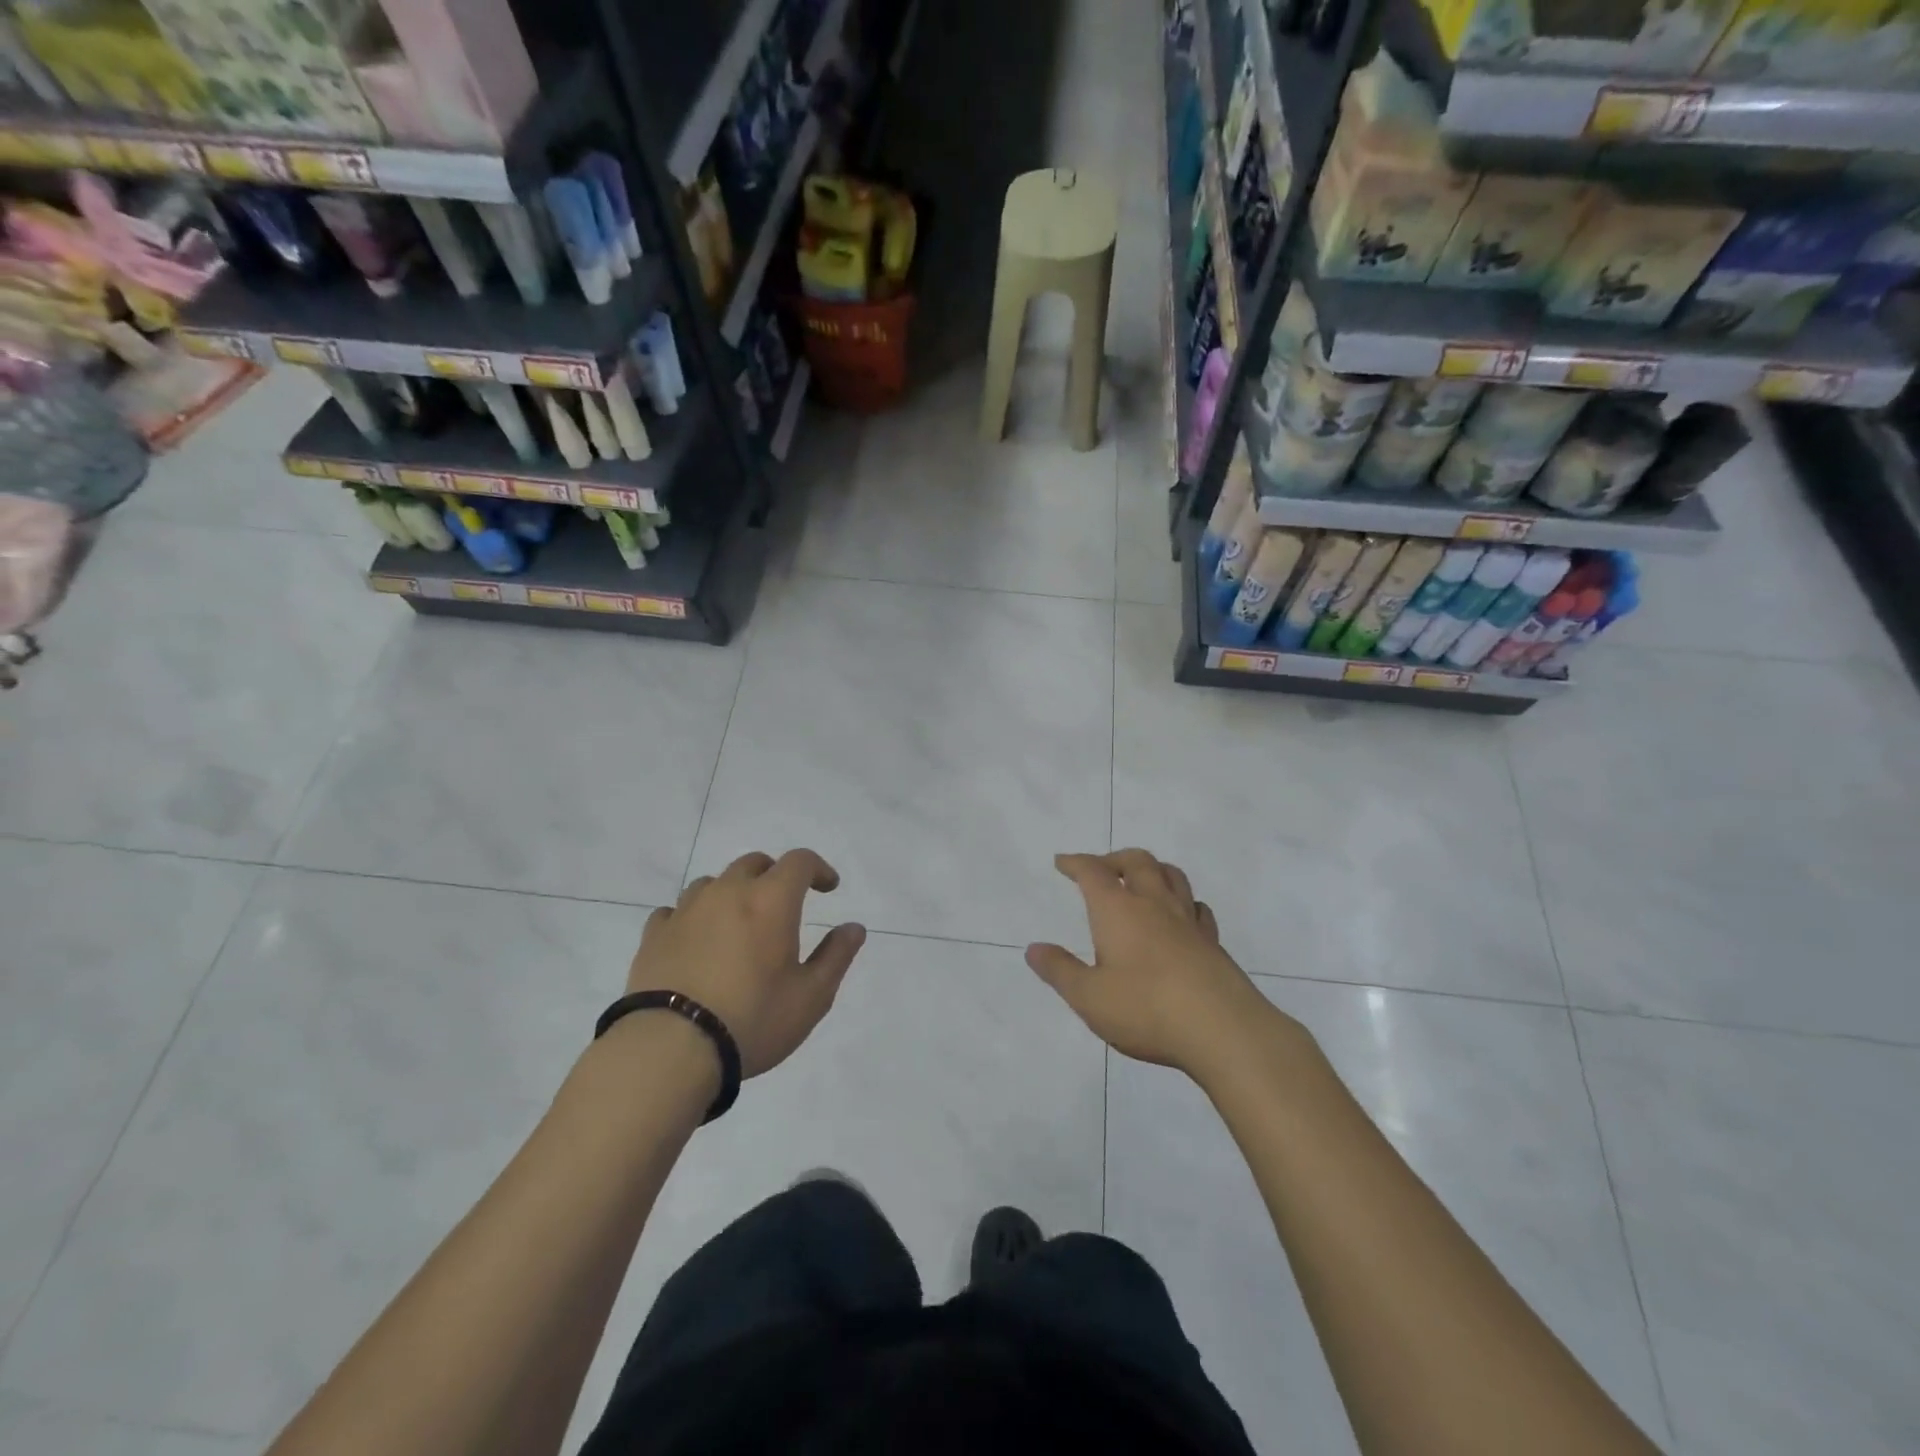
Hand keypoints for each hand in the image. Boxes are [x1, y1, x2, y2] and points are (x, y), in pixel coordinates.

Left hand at [628, 850, 866, 1077]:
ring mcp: (686, 911)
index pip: (799, 862)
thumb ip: (836, 956)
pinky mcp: (654, 935)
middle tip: (785, 904)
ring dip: (733, 892)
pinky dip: (694, 916)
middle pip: (754, 863)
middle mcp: (728, 893)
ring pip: (714, 883)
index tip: (828, 888)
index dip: (818, 868)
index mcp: (771, 901)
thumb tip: (854, 928)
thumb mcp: (811, 996)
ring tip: (738, 923)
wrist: (670, 1049)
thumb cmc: (753, 1019)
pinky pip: (677, 910)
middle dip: (775, 876)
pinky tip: (696, 940)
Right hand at [1027, 850, 1281, 1077]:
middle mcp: (1153, 904)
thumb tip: (1033, 949)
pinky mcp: (1213, 943)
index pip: (1093, 872)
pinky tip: (1181, 916)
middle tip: (1101, 868)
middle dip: (1115, 859)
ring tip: (1141, 880)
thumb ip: (1060, 971)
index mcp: (1118, 910)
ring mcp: (1188, 921)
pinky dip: (1184, 901)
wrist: (1223, 1030)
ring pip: (1172, 876)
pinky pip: (1197, 908)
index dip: (1076, 862)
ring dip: (1153, 869)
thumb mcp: (1089, 997)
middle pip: (1137, 861)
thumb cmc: (1145, 1009)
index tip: (1062, 862)